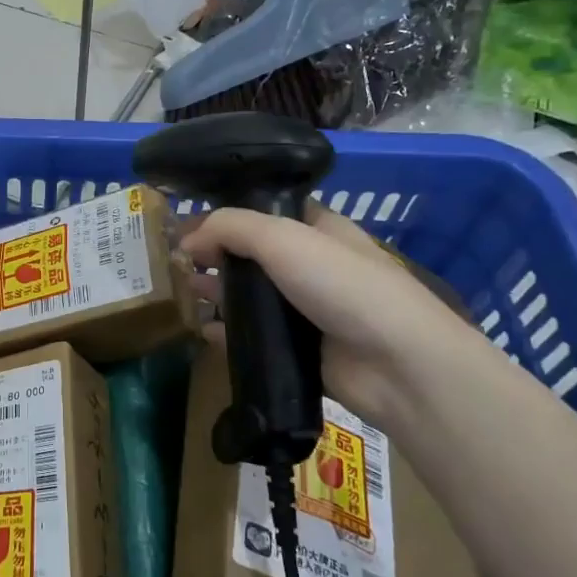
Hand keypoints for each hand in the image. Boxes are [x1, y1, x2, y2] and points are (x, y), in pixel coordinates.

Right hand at [181, 205, 472, 428]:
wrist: (398, 364)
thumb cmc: (344, 285)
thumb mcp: (283, 238)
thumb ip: (230, 228)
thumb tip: (188, 239)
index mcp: (317, 228)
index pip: (262, 212)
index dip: (224, 216)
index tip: (186, 228)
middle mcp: (310, 264)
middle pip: (251, 255)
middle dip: (214, 257)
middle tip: (177, 266)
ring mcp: (306, 310)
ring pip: (250, 297)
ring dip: (217, 294)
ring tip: (184, 296)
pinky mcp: (300, 350)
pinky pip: (254, 337)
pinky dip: (228, 334)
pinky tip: (203, 332)